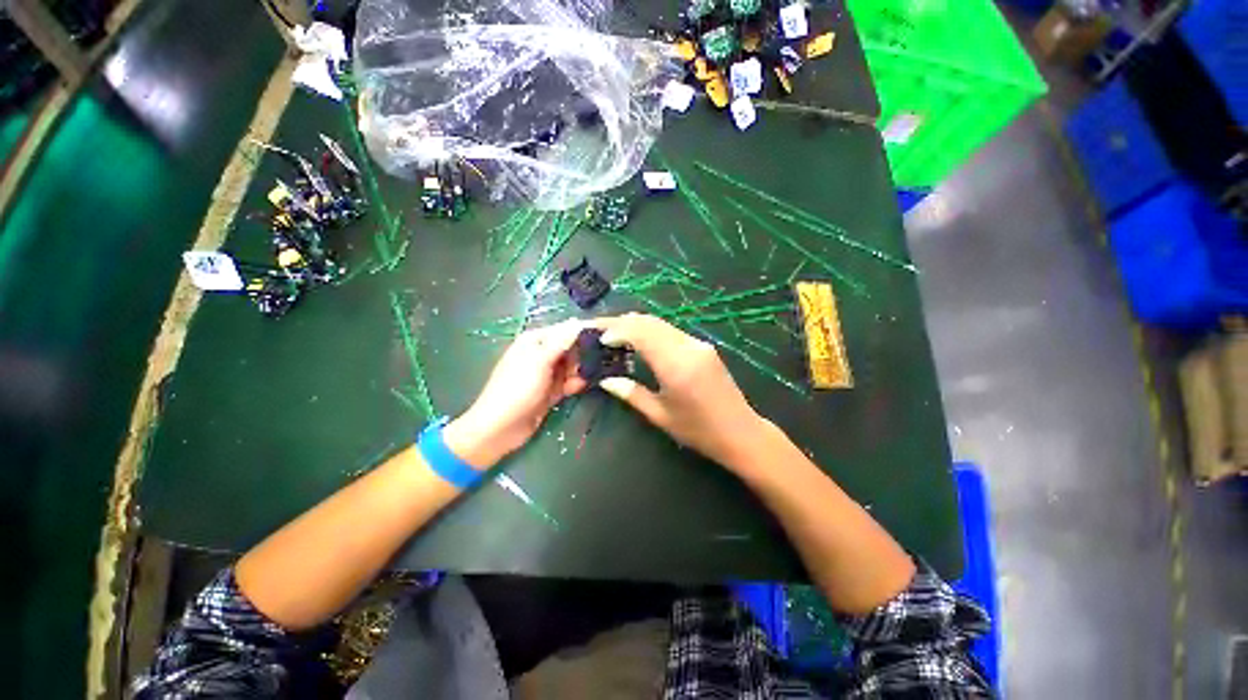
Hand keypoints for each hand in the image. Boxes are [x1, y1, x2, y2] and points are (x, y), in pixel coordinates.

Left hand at [443, 319, 587, 468]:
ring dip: (580, 370)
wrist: (501, 427)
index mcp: (534, 341)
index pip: (564, 330)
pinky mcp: (550, 391)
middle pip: (570, 348)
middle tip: (597, 360)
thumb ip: (561, 341)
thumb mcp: (540, 360)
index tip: (603, 336)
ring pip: (571, 366)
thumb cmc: (518, 388)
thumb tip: (577, 321)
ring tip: (592, 374)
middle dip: (583, 354)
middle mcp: (541, 354)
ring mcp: (546, 374)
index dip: (582, 332)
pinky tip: (582, 386)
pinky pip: (568, 382)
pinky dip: (575, 383)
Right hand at [589, 313, 769, 470]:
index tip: (597, 337)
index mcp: (676, 364)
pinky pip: (671, 331)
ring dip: (636, 324)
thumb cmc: (698, 430)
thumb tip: (605, 380)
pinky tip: (639, 340)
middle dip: (622, 322)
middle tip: (600, 329)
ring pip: (661, 323)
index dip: (617, 330)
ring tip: (614, 332)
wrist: (740, 432)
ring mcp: (698, 344)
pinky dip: (650, 330)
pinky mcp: (703, 346)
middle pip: (650, 322)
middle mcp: (688, 346)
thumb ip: (631, 393)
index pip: (641, 333)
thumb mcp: (660, 415)